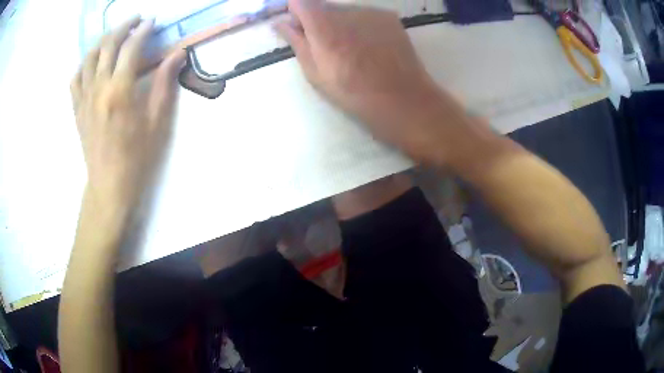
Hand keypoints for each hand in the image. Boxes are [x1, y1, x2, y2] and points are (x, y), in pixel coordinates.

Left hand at [71, 17, 185, 214]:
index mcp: (120, 90)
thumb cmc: (137, 158)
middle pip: (107, 44)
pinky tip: (92, 62)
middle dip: (123, 26)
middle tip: (136, 19)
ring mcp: (84, 98)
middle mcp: (98, 88)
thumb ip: (164, 83)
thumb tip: (177, 54)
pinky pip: (75, 78)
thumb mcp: (157, 122)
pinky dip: (83, 64)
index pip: (131, 47)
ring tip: (114, 35)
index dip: (143, 30)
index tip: (153, 21)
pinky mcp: (77, 109)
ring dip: (102, 39)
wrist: (109, 186)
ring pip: (89, 57)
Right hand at [276, 0, 450, 162]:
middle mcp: (346, 10)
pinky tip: (372, 47)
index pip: (299, 1)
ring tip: (354, 51)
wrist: (402, 98)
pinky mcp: (389, 16)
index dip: (295, 11)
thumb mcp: (316, 73)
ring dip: (342, 24)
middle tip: (328, 47)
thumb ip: (297, 42)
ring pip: (345, 11)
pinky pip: (365, 15)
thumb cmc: (353, 92)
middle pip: (323, 6)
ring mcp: (370, 11)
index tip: (297, 25)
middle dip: (318, 21)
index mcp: (322, 25)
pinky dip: (362, 26)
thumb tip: (281, 23)